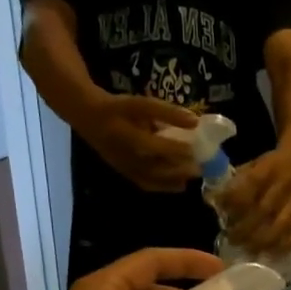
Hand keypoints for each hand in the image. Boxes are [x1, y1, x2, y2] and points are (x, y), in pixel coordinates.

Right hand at [80, 96, 200, 192]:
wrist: (90, 120)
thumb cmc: (120, 109)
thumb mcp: (140, 104)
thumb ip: (166, 112)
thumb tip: (195, 121)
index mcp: (124, 129)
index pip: (149, 139)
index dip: (171, 141)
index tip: (193, 142)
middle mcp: (122, 150)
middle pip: (152, 160)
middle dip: (177, 164)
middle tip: (200, 165)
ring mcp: (123, 165)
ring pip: (151, 175)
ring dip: (174, 177)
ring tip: (194, 174)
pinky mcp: (124, 173)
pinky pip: (146, 183)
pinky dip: (164, 185)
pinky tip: (180, 184)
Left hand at [222, 142, 290, 254]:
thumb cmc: (270, 165)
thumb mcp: (252, 164)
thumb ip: (236, 182)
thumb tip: (215, 201)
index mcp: (270, 168)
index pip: (251, 185)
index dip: (234, 200)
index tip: (221, 210)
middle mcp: (285, 185)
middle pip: (264, 210)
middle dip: (245, 228)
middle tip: (231, 238)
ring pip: (282, 226)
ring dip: (262, 241)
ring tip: (248, 250)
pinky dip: (284, 246)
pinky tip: (269, 254)